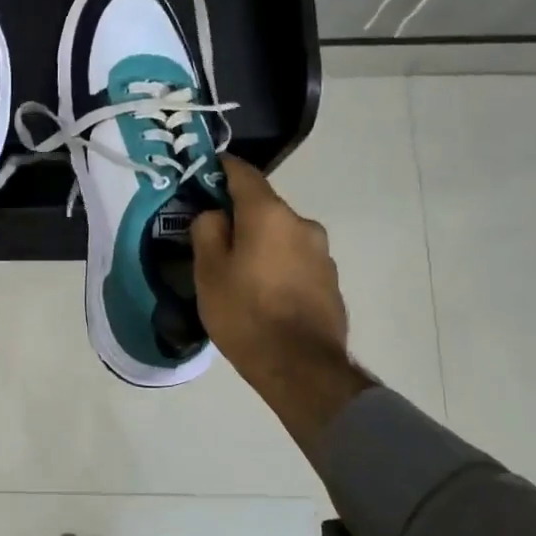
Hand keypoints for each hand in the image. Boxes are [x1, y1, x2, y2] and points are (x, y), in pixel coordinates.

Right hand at [191, 156, 371, 445]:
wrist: (301, 367)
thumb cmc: (245, 313)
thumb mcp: (208, 271)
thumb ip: (207, 230)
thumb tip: (216, 215)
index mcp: (269, 214)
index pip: (243, 173)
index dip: (221, 167)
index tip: (205, 170)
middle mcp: (302, 224)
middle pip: (263, 208)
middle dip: (239, 217)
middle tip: (214, 240)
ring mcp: (322, 253)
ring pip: (281, 236)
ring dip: (261, 244)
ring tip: (239, 274)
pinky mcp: (330, 281)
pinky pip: (296, 261)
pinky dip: (278, 266)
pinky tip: (264, 294)